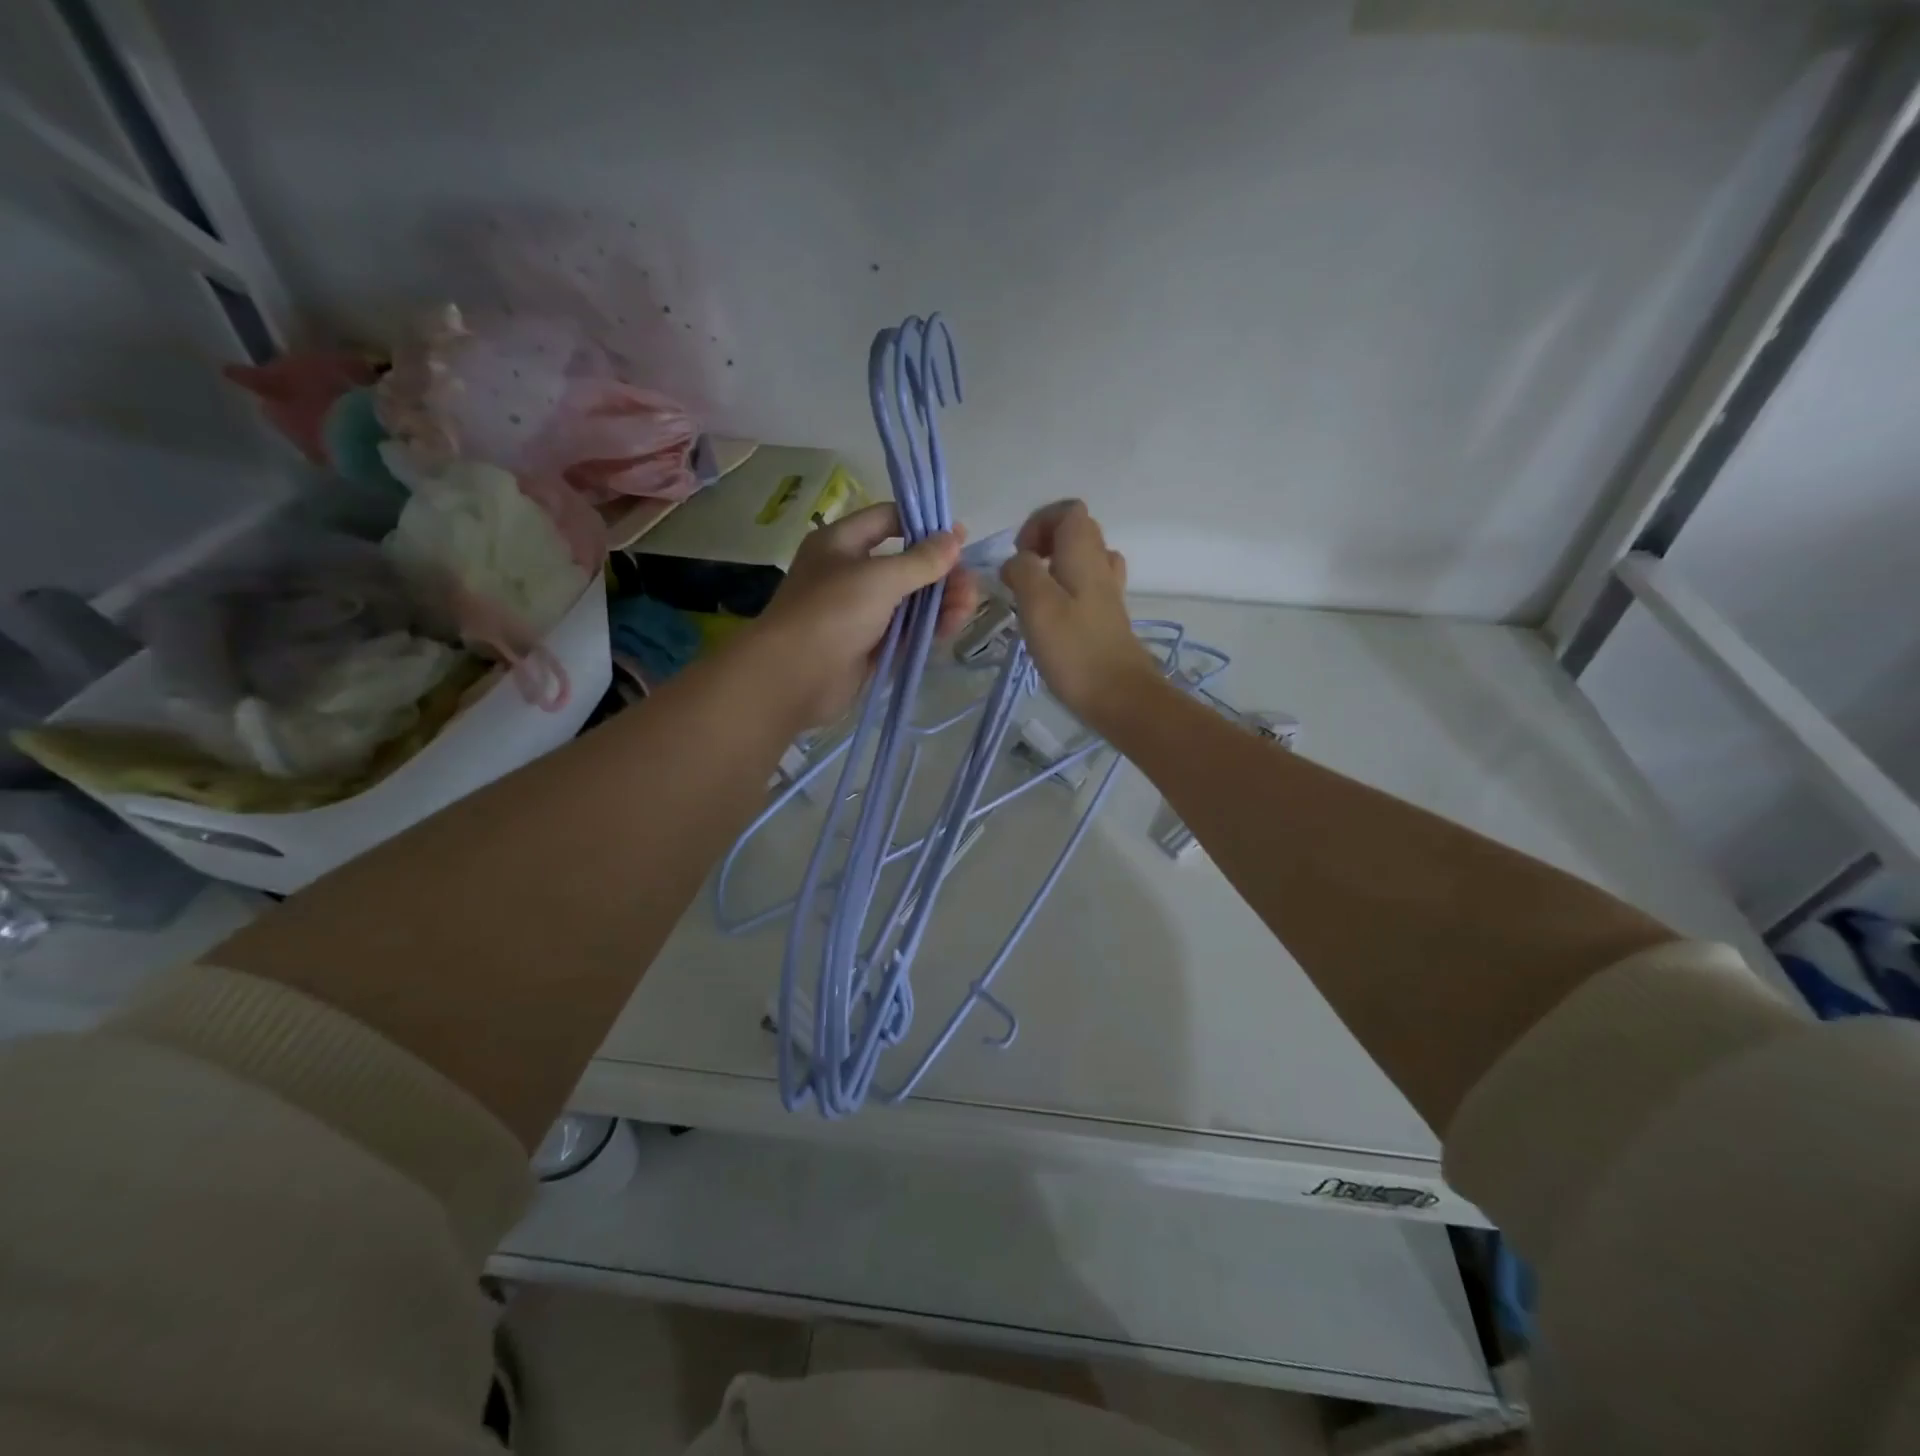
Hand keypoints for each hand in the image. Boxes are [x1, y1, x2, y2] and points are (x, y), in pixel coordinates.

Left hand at [750, 501, 979, 726]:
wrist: (793, 678)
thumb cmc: (832, 612)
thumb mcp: (880, 577)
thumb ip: (921, 560)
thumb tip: (954, 537)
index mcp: (841, 543)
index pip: (887, 520)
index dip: (923, 525)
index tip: (958, 538)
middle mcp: (850, 574)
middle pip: (905, 564)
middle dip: (940, 572)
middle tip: (969, 583)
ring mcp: (860, 613)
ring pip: (909, 601)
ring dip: (940, 601)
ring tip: (966, 607)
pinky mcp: (869, 647)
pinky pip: (905, 631)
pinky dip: (928, 627)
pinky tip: (951, 627)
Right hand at [1001, 500, 1161, 731]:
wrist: (1119, 697)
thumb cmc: (1074, 650)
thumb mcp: (1037, 604)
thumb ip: (1022, 572)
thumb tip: (1016, 562)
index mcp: (1084, 555)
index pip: (1069, 511)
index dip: (1039, 522)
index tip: (1020, 554)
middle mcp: (1101, 566)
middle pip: (1077, 532)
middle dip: (1043, 543)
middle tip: (1021, 573)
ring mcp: (1108, 594)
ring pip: (1082, 561)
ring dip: (1053, 568)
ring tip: (1032, 593)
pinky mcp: (1107, 620)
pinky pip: (1085, 588)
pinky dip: (1064, 591)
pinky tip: (1050, 618)